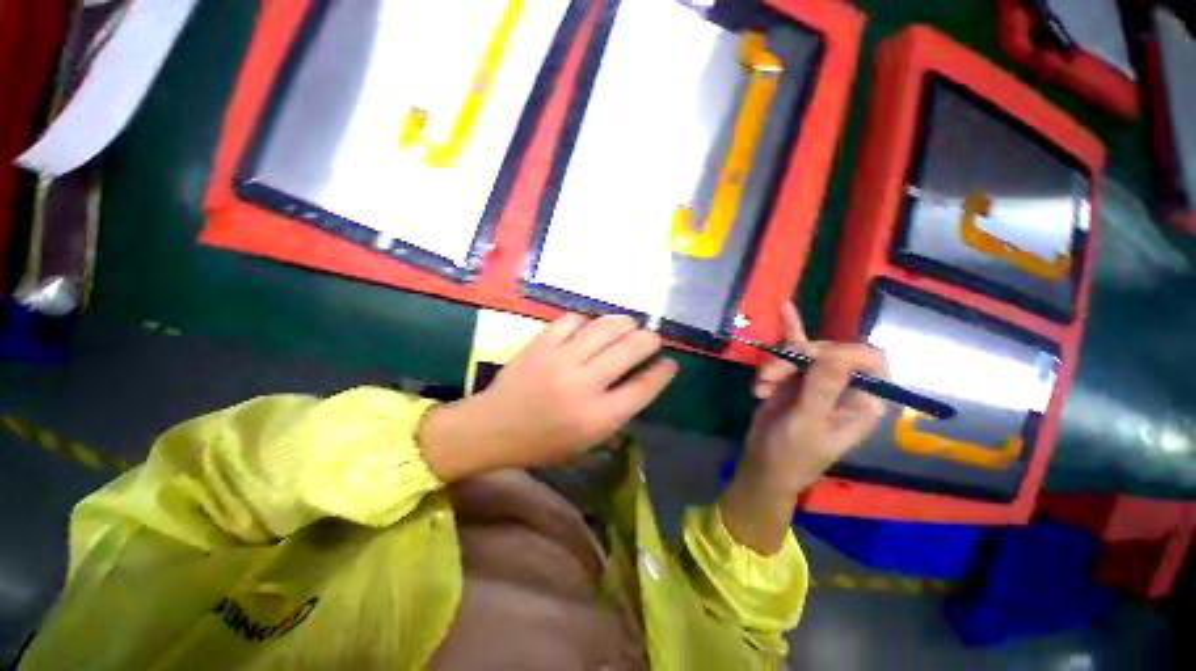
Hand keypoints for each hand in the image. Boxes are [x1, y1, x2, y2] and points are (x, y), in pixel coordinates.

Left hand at [418, 314, 677, 481]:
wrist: (493, 427)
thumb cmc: (543, 442)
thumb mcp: (586, 441)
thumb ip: (616, 412)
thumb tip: (640, 381)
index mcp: (597, 417)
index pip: (642, 388)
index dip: (662, 373)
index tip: (669, 363)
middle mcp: (583, 385)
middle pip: (628, 351)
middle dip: (648, 340)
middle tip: (652, 337)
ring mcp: (560, 360)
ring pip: (603, 329)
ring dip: (623, 323)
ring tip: (630, 324)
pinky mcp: (541, 344)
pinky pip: (572, 321)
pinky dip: (586, 321)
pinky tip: (590, 326)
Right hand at [744, 303, 888, 494]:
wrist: (763, 463)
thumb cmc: (792, 453)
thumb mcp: (806, 424)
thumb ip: (821, 389)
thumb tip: (836, 353)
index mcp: (862, 401)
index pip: (870, 361)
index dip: (843, 353)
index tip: (809, 359)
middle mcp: (844, 386)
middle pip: (829, 352)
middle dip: (795, 360)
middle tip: (770, 377)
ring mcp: (817, 380)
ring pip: (802, 351)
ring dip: (776, 365)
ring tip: (760, 387)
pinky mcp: (794, 377)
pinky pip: (792, 349)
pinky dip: (788, 331)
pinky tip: (786, 308)